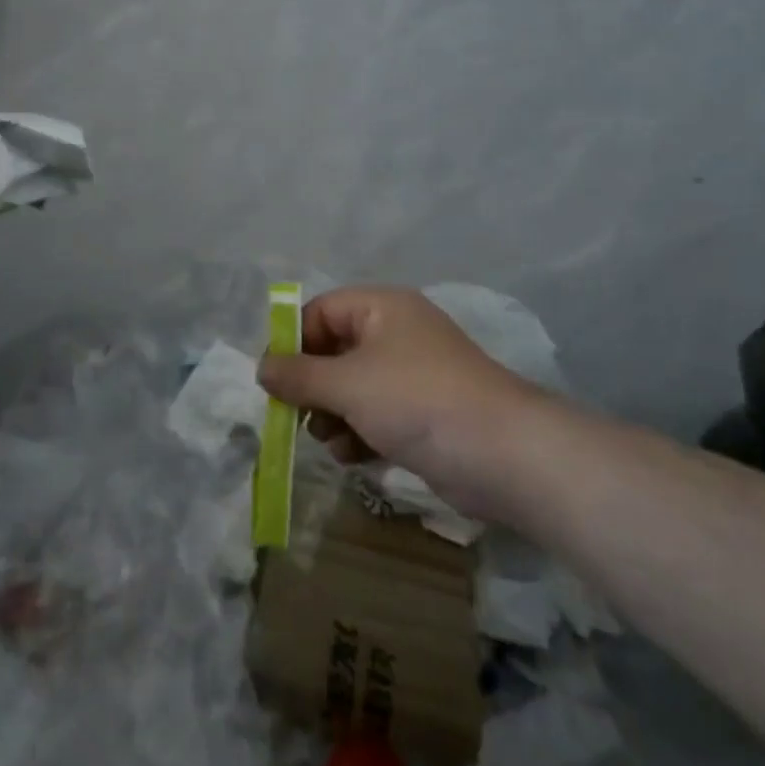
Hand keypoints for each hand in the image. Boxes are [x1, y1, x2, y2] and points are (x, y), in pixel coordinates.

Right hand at [257, 286, 537, 520]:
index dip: (294, 342)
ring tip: (328, 441)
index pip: (321, 311)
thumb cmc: (417, 401)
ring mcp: (413, 375)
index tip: (273, 380)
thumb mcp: (347, 384)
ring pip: (353, 386)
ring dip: (333, 413)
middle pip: (335, 350)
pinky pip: (376, 413)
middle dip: (312, 385)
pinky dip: (359, 432)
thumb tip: (261, 367)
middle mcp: (396, 333)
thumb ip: (299, 376)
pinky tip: (351, 457)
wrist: (504, 454)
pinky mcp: (424, 413)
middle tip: (296, 415)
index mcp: (381, 308)